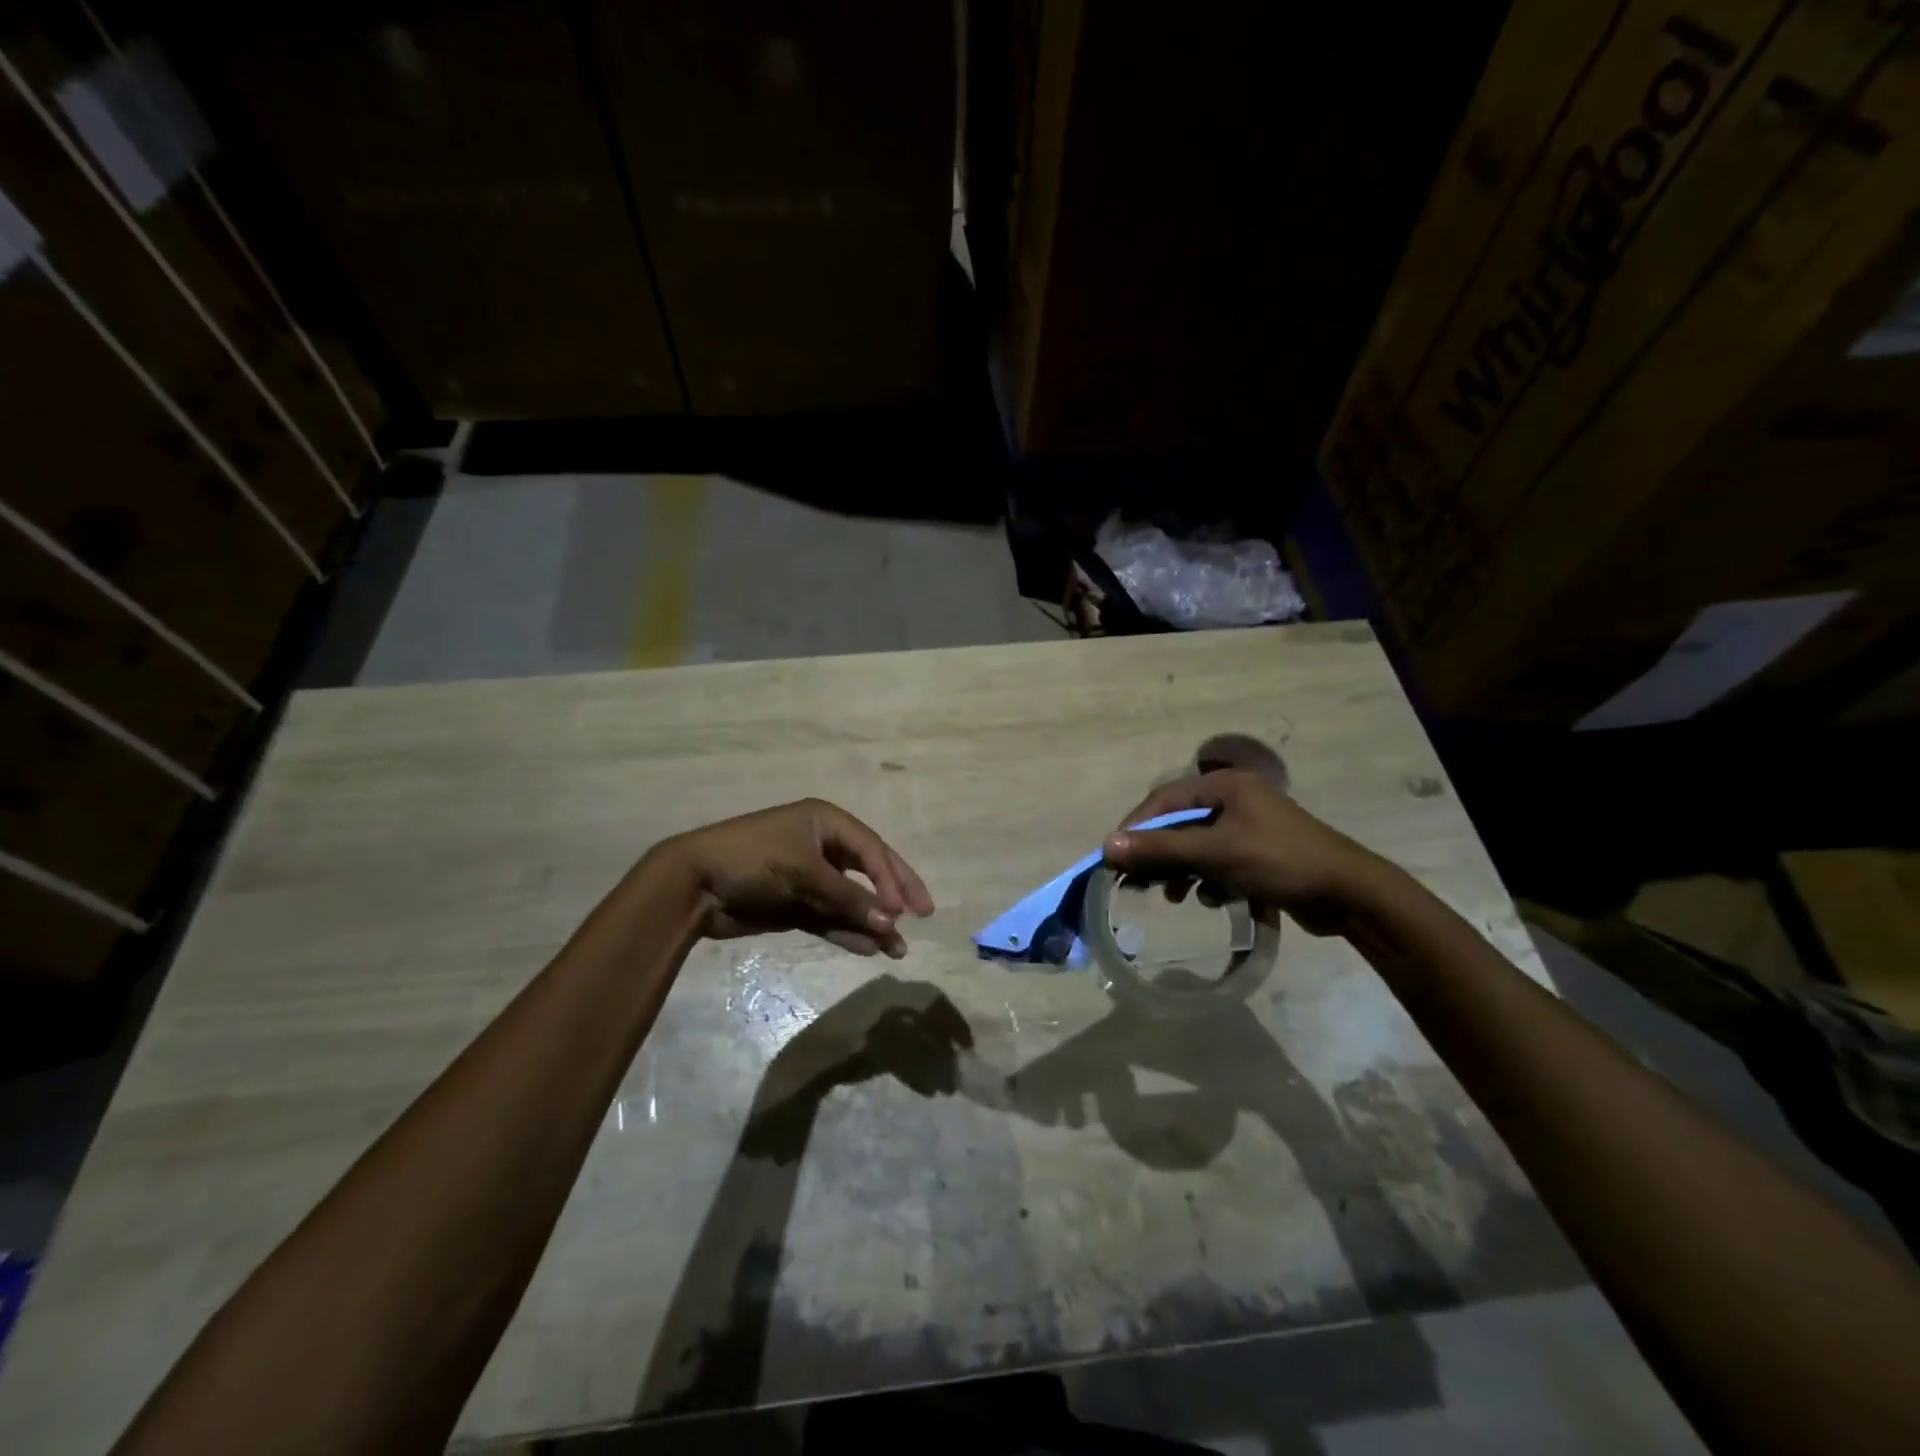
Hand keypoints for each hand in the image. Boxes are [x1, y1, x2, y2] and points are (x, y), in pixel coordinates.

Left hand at [658, 799, 934, 956]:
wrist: (693, 884)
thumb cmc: (753, 860)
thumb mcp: (804, 872)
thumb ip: (849, 898)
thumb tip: (891, 923)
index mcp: (826, 823)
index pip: (872, 850)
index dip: (893, 878)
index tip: (907, 910)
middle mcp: (821, 846)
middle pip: (868, 871)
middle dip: (893, 895)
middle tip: (924, 915)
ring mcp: (808, 877)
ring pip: (850, 900)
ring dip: (871, 922)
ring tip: (897, 949)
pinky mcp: (795, 905)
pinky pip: (829, 918)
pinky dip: (846, 932)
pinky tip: (867, 948)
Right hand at [1102, 770, 1388, 934]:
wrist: (1349, 894)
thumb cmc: (1279, 862)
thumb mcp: (1215, 853)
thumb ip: (1161, 849)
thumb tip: (1107, 845)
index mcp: (1225, 785)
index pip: (1164, 799)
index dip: (1136, 827)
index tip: (1114, 857)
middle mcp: (1235, 799)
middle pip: (1179, 823)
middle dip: (1159, 854)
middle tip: (1137, 882)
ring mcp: (1249, 826)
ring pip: (1197, 846)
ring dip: (1181, 870)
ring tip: (1172, 897)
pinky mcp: (1259, 852)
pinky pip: (1218, 861)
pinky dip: (1207, 879)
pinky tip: (1210, 899)